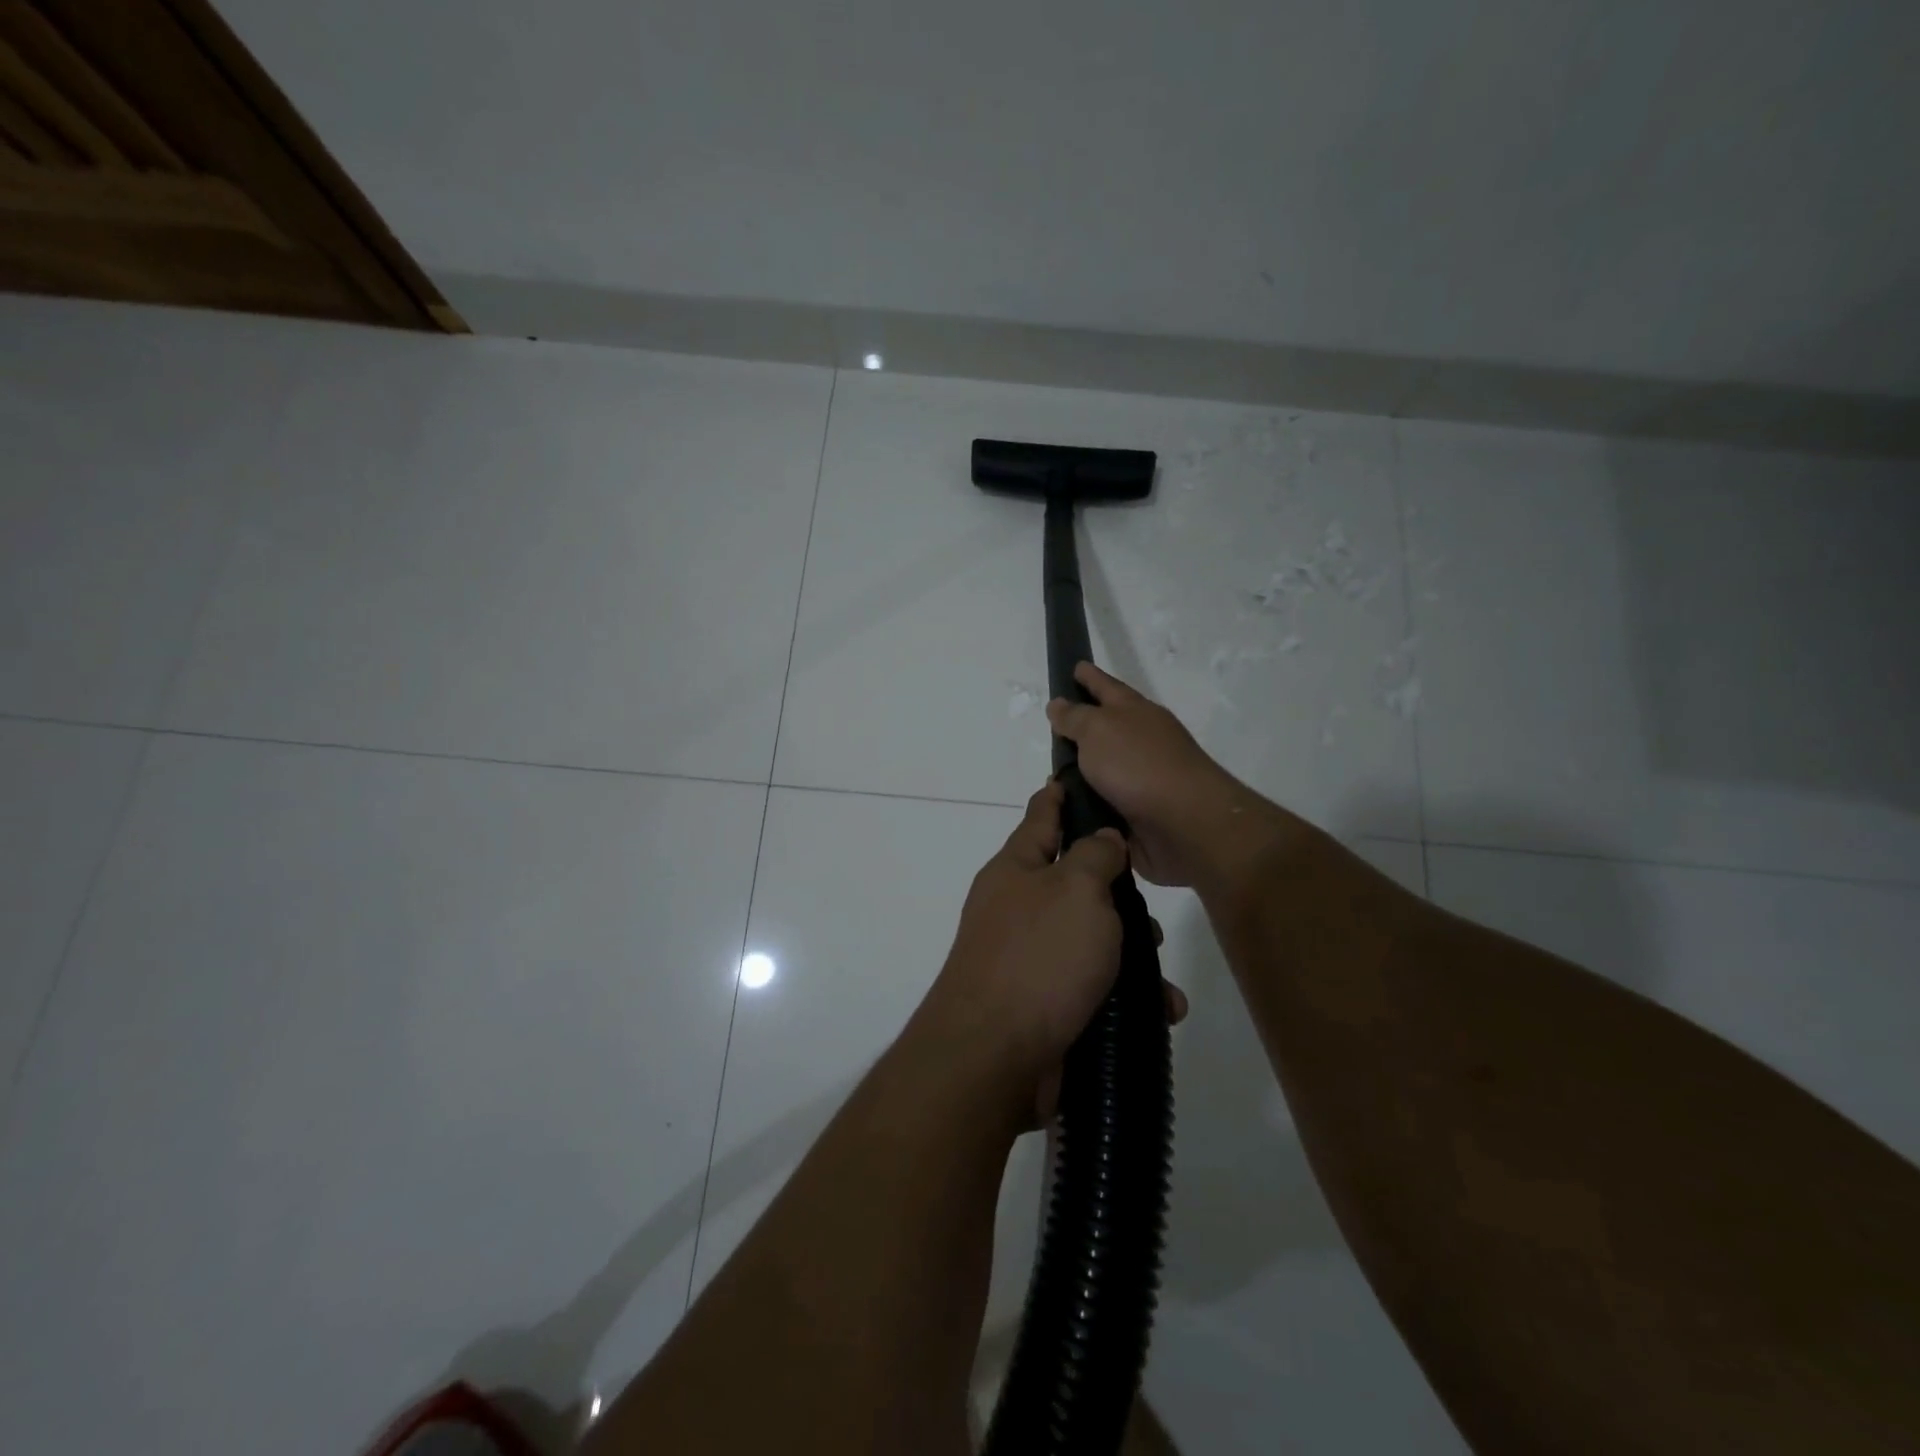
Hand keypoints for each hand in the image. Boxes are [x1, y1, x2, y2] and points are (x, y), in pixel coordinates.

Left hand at [919, 781, 1186, 1122]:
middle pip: (1074, 883)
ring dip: (1130, 954)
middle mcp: (1018, 909)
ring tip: (1161, 974)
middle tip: (1148, 905)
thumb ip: (1094, 856)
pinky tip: (1159, 1011)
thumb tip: (1102, 838)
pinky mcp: (1045, 1006)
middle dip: (1115, 893)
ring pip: (1090, 940)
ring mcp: (1028, 960)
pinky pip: (1093, 989)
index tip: (1074, 777)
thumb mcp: (1075, 890)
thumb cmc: (1038, 957)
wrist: (994, 1058)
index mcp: (1016, 870)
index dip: (1060, 796)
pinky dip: (1126, 998)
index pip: (1042, 816)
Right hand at [1046, 663, 1276, 886]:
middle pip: (1106, 729)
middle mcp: (1141, 741)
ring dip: (1080, 775)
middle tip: (1052, 730)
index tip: (1075, 666)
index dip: (1089, 677)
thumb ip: (1075, 717)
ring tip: (1051, 780)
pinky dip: (1087, 806)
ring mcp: (1142, 779)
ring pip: (1102, 771)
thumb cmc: (1139, 765)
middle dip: (1081, 729)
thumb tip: (1059, 704)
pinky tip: (1066, 812)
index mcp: (1135, 712)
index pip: (1105, 686)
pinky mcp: (1139, 814)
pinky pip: (1104, 805)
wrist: (1186, 823)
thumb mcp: (1098, 730)